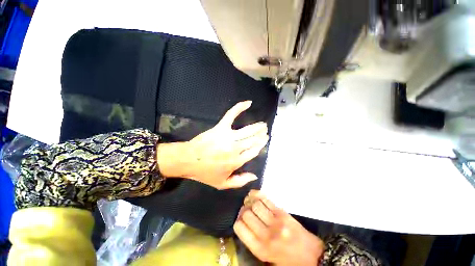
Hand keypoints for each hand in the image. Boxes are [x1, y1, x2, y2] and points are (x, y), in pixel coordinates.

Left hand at [157, 101, 268, 189]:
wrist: (188, 160)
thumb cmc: (205, 173)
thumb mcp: (223, 184)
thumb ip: (240, 181)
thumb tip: (255, 176)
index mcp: (237, 161)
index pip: (254, 151)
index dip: (260, 145)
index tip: (264, 141)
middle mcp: (236, 148)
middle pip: (253, 140)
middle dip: (261, 135)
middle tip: (265, 131)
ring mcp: (228, 136)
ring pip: (248, 130)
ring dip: (257, 126)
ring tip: (262, 124)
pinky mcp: (221, 127)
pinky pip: (231, 115)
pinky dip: (239, 108)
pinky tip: (248, 103)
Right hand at [234, 190, 324, 264]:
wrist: (312, 255)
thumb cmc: (288, 261)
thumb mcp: (268, 260)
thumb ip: (253, 244)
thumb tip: (243, 224)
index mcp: (260, 250)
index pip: (239, 227)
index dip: (238, 221)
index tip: (240, 219)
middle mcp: (266, 235)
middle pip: (246, 214)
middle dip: (243, 210)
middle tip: (246, 210)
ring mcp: (276, 222)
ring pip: (255, 204)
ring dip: (251, 202)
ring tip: (251, 203)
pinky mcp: (283, 213)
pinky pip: (266, 200)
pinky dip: (258, 195)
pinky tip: (257, 196)